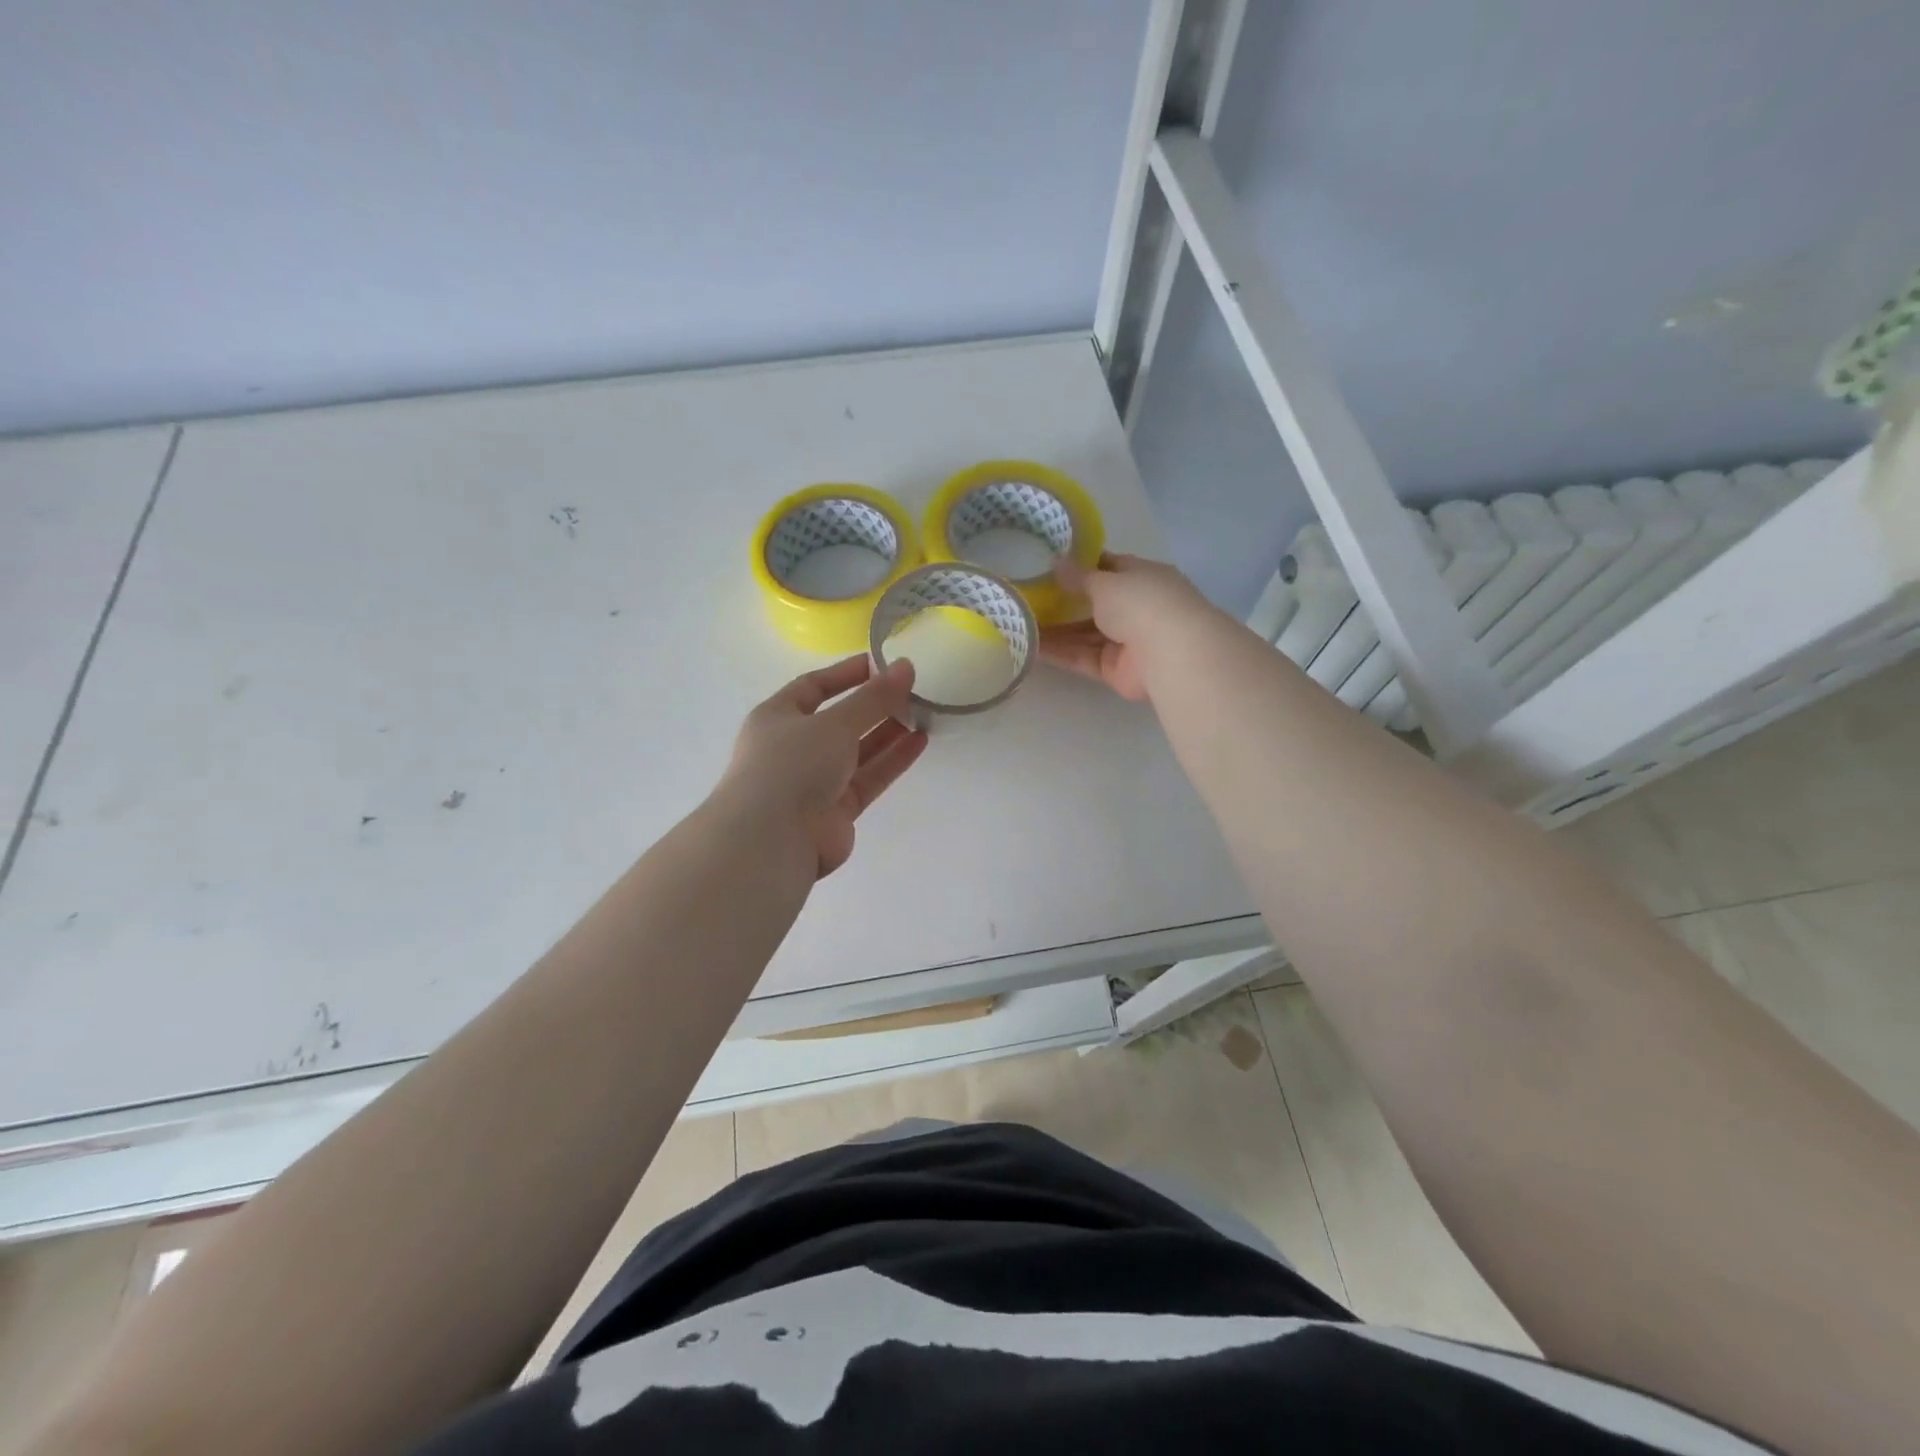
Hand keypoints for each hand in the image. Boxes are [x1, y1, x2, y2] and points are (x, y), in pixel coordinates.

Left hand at [718, 656, 927, 877]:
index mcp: (777, 718)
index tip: (881, 664)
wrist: (772, 839)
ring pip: (857, 751)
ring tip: (923, 714)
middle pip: (839, 720)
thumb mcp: (834, 723)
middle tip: (912, 691)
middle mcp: (793, 748)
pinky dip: (891, 761)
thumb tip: (905, 666)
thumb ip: (873, 697)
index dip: (846, 674)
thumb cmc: (792, 765)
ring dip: (887, 733)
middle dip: (873, 706)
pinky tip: (919, 742)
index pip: (813, 687)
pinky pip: (868, 778)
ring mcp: (814, 782)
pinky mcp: (836, 811)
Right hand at [1038, 553, 1222, 703]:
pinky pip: (1082, 658)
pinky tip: (1031, 648)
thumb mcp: (1105, 581)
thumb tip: (1055, 562)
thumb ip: (1078, 576)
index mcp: (1141, 577)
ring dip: (1055, 631)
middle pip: (1093, 604)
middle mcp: (1135, 607)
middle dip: (1062, 602)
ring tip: (1019, 624)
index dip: (1080, 566)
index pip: (1108, 567)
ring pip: (1084, 634)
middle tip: (1025, 598)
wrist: (1170, 654)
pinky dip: (1060, 653)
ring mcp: (1125, 641)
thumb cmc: (1141, 602)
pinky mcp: (1114, 670)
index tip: (1048, 565)